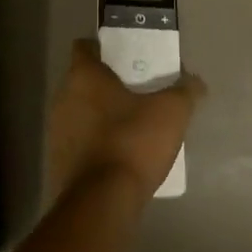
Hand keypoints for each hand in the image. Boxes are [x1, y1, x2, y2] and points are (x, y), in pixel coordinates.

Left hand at [46, 38, 204, 205]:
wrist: (101, 203)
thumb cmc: (133, 142)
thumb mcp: (172, 112)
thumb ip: (185, 91)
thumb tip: (195, 82)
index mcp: (84, 77)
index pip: (84, 48)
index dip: (102, 48)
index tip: (123, 55)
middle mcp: (63, 98)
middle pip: (82, 81)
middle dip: (104, 84)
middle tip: (134, 89)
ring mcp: (56, 132)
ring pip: (78, 113)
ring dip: (98, 115)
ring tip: (129, 123)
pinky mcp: (56, 163)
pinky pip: (77, 142)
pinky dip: (93, 143)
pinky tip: (118, 154)